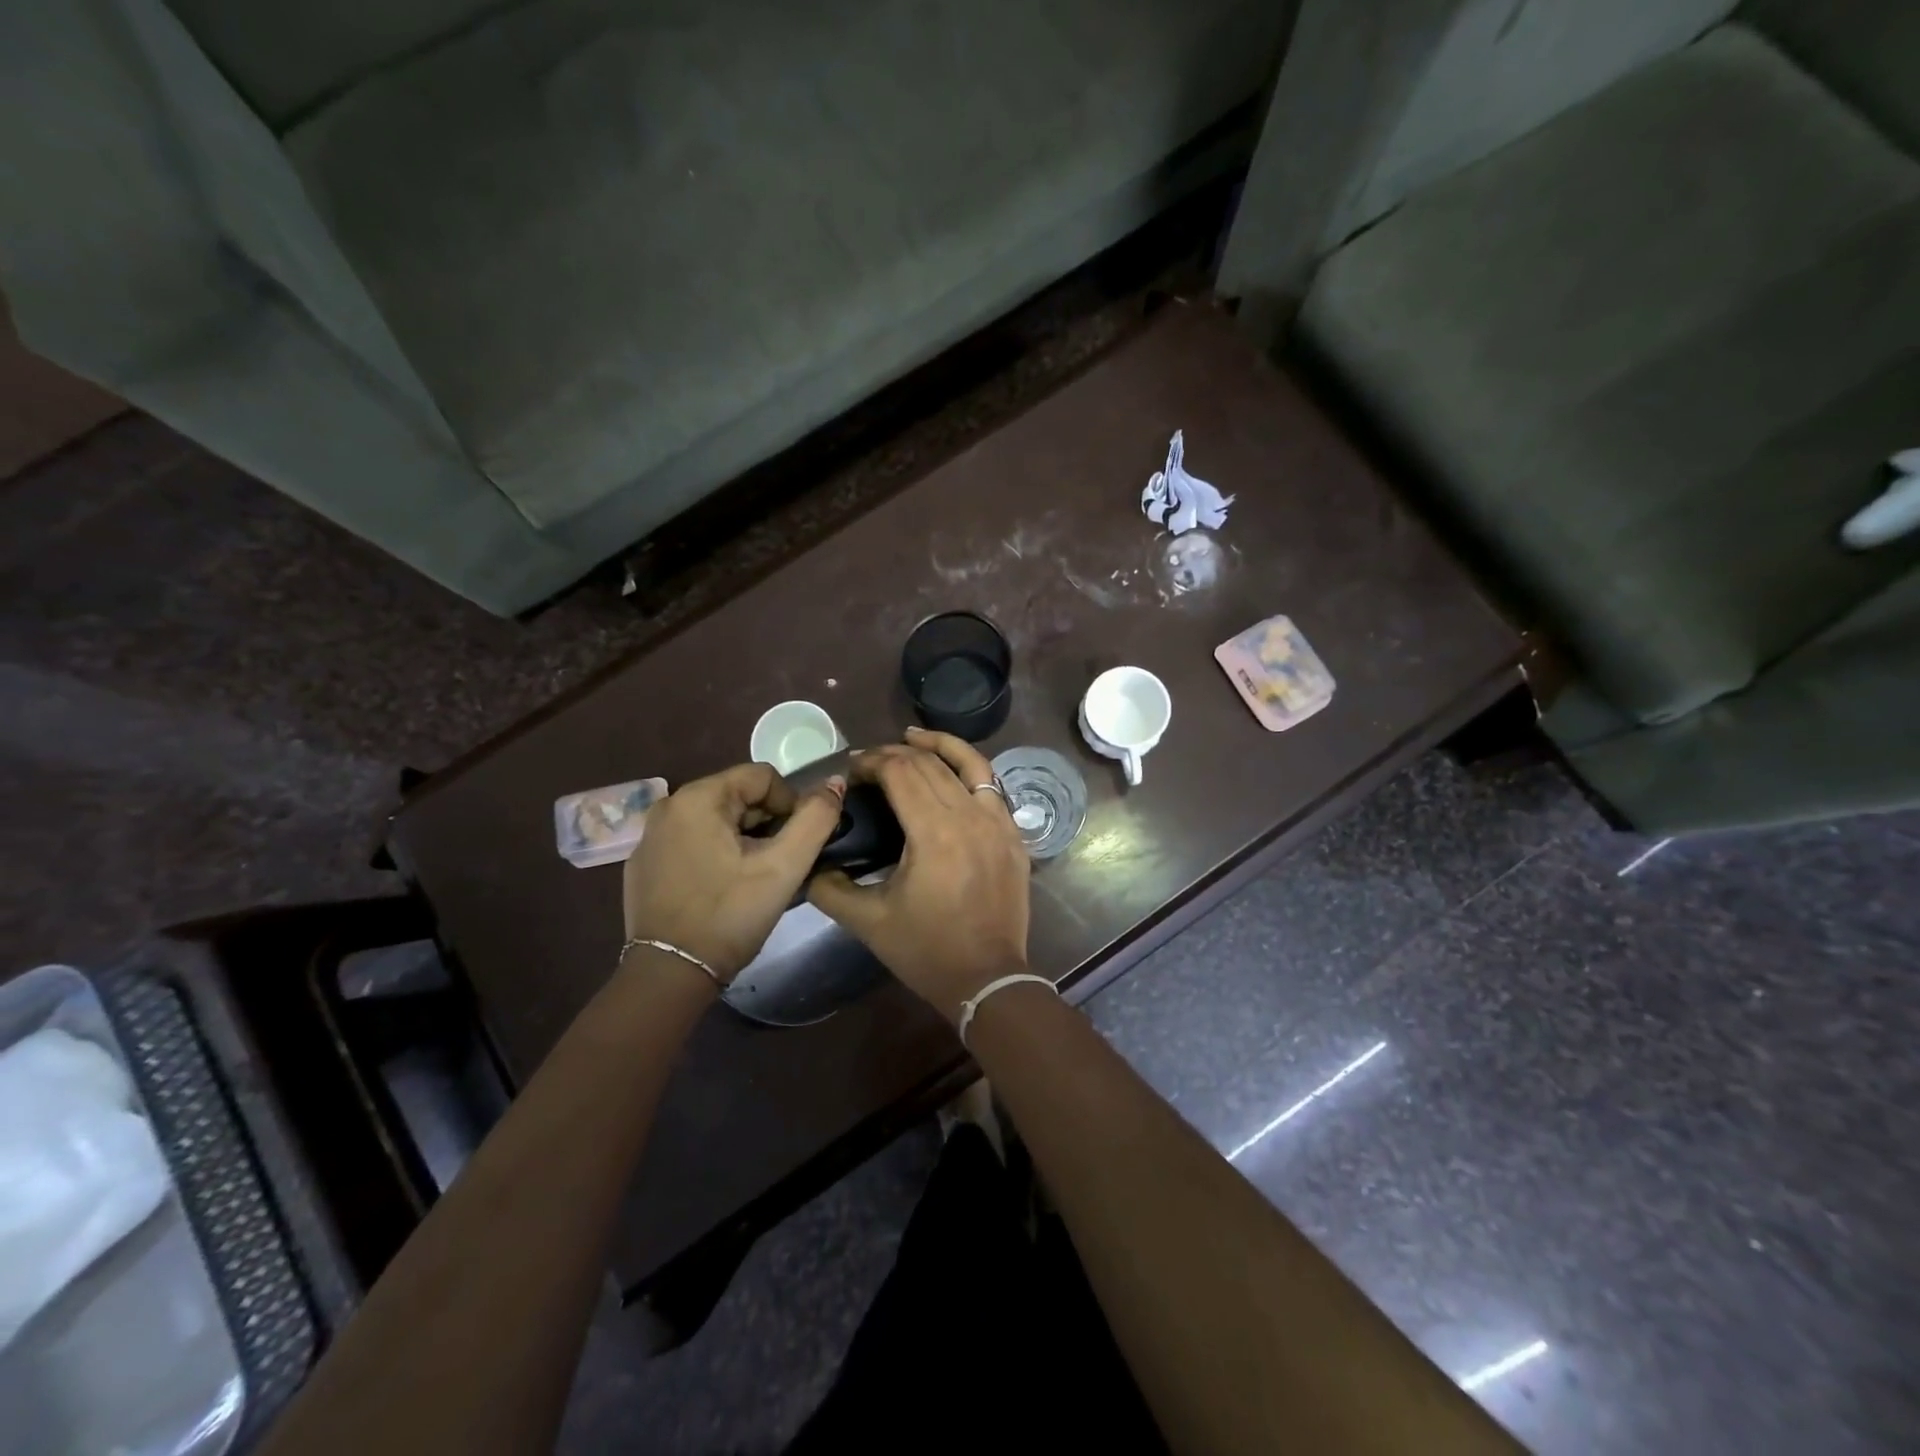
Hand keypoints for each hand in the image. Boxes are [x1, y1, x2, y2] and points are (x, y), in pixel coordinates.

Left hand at [622, 763, 845, 981]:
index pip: (763, 776)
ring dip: (743, 839)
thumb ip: (816, 819)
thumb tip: (834, 783)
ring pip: (716, 820)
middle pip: (738, 796)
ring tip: (754, 876)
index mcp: (697, 797)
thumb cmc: (730, 914)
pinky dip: (714, 853)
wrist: (670, 975)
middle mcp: (667, 806)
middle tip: (778, 863)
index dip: (791, 804)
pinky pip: (692, 841)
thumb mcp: (783, 867)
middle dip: (766, 823)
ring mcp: (650, 836)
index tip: (796, 843)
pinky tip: (722, 887)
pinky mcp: (643, 864)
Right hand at [808, 727, 1031, 1022]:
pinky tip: (953, 769)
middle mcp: (970, 816)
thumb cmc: (927, 951)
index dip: (872, 762)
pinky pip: (993, 786)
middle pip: (929, 764)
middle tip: (869, 761)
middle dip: (895, 753)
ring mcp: (999, 823)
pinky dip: (970, 769)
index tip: (851, 770)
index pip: (901, 772)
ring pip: (969, 764)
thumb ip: (830, 887)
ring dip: (939, 745)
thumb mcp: (869, 922)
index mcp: (934, 833)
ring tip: (913, 736)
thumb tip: (809, 862)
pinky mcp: (1014, 835)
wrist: (988, 979)